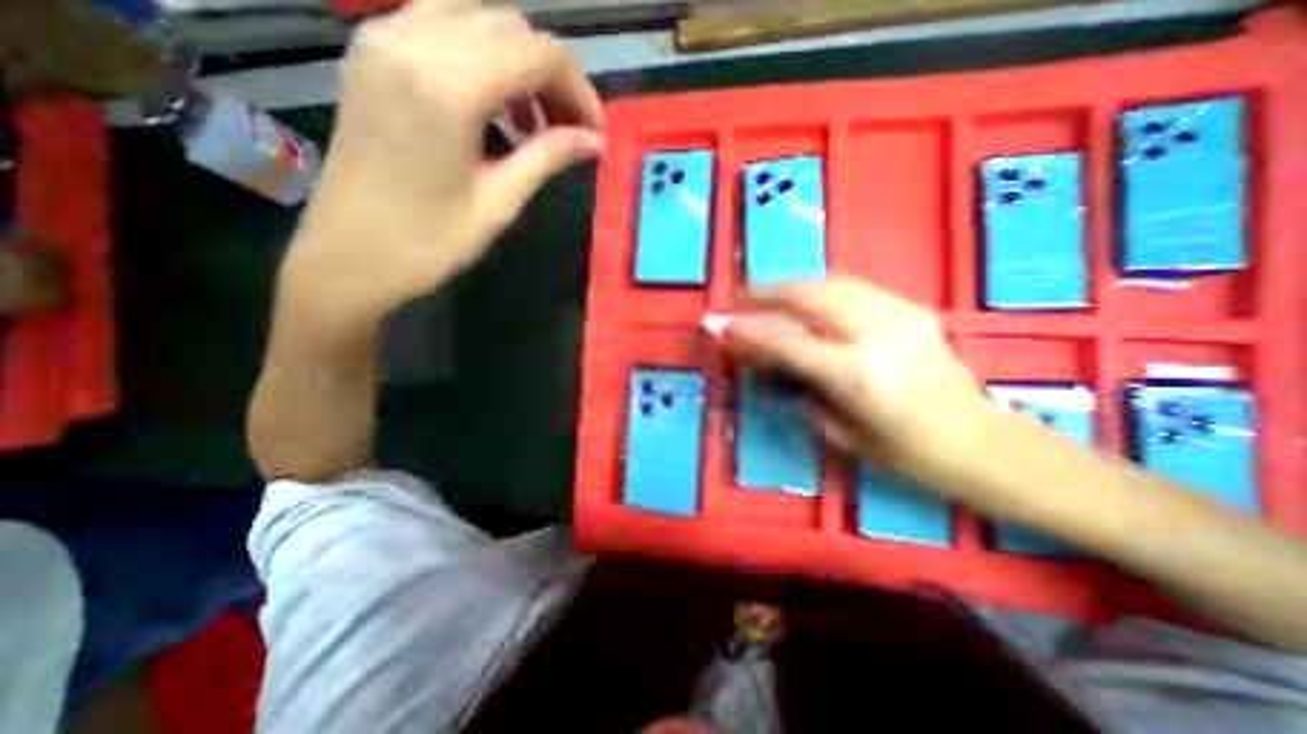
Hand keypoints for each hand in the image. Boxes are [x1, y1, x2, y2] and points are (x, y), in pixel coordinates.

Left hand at [288, 0, 601, 319]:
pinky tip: (494, 105)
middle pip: (510, 26)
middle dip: (553, 75)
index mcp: (446, 86)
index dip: (579, 91)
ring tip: (534, 119)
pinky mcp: (373, 52)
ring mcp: (383, 38)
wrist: (349, 255)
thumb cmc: (429, 242)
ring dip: (519, 62)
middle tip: (570, 130)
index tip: (595, 134)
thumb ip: (547, 158)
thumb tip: (594, 141)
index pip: (537, 54)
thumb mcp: (499, 203)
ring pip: (477, 18)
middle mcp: (411, 40)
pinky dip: (483, 56)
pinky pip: (442, 26)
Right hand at [726, 279, 991, 476]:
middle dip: (767, 292)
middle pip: (810, 296)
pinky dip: (821, 288)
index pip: (787, 342)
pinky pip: (854, 288)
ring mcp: (900, 315)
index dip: (749, 331)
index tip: (721, 324)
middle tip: (740, 297)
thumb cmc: (907, 454)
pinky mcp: (913, 309)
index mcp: (857, 376)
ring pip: (832, 283)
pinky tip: (807, 298)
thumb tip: (768, 361)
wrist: (982, 444)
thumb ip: (800, 391)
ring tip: (768, 294)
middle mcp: (877, 335)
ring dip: (792, 285)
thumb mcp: (842, 434)